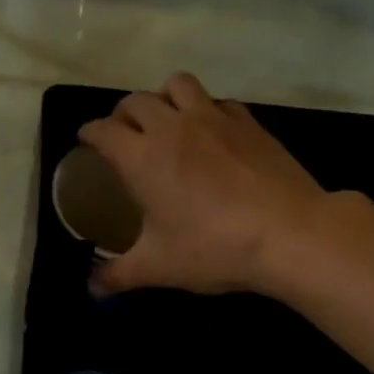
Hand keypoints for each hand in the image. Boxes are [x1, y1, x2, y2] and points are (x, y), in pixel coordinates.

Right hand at [78, 72, 333, 295]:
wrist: (288, 233)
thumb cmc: (212, 248)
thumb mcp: (157, 268)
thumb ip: (117, 275)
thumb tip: (92, 288)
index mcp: (142, 157)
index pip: (103, 131)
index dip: (89, 133)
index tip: (85, 141)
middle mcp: (173, 127)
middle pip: (136, 101)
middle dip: (121, 114)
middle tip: (122, 136)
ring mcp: (214, 118)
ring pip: (178, 85)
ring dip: (163, 97)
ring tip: (165, 121)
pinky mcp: (249, 122)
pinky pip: (218, 101)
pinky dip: (205, 109)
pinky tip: (211, 133)